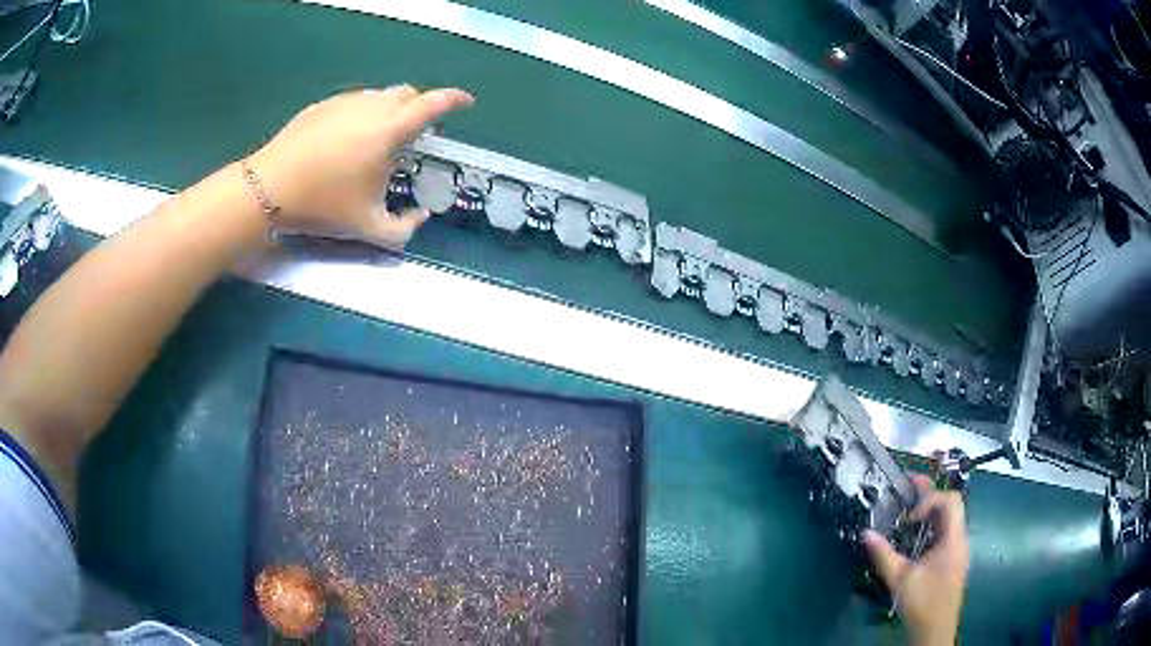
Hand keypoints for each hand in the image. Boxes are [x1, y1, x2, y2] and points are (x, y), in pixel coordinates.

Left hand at [247, 85, 473, 247]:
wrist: (269, 189)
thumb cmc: (322, 206)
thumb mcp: (368, 228)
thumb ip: (404, 229)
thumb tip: (420, 217)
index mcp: (390, 130)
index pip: (433, 103)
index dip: (455, 99)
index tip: (466, 103)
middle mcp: (371, 107)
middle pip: (408, 93)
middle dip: (421, 106)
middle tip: (417, 131)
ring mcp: (344, 102)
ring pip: (379, 95)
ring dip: (391, 108)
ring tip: (381, 137)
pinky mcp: (322, 106)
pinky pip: (354, 101)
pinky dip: (364, 112)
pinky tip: (349, 137)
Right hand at [863, 474, 969, 645]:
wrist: (935, 631)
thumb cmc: (922, 603)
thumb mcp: (900, 580)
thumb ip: (884, 555)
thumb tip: (866, 533)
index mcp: (953, 539)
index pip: (950, 501)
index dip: (930, 499)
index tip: (908, 517)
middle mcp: (959, 539)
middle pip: (951, 505)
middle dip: (930, 493)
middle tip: (909, 483)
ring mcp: (958, 549)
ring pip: (949, 518)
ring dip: (930, 511)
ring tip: (908, 510)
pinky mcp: (953, 559)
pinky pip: (946, 532)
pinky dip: (932, 526)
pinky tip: (915, 537)